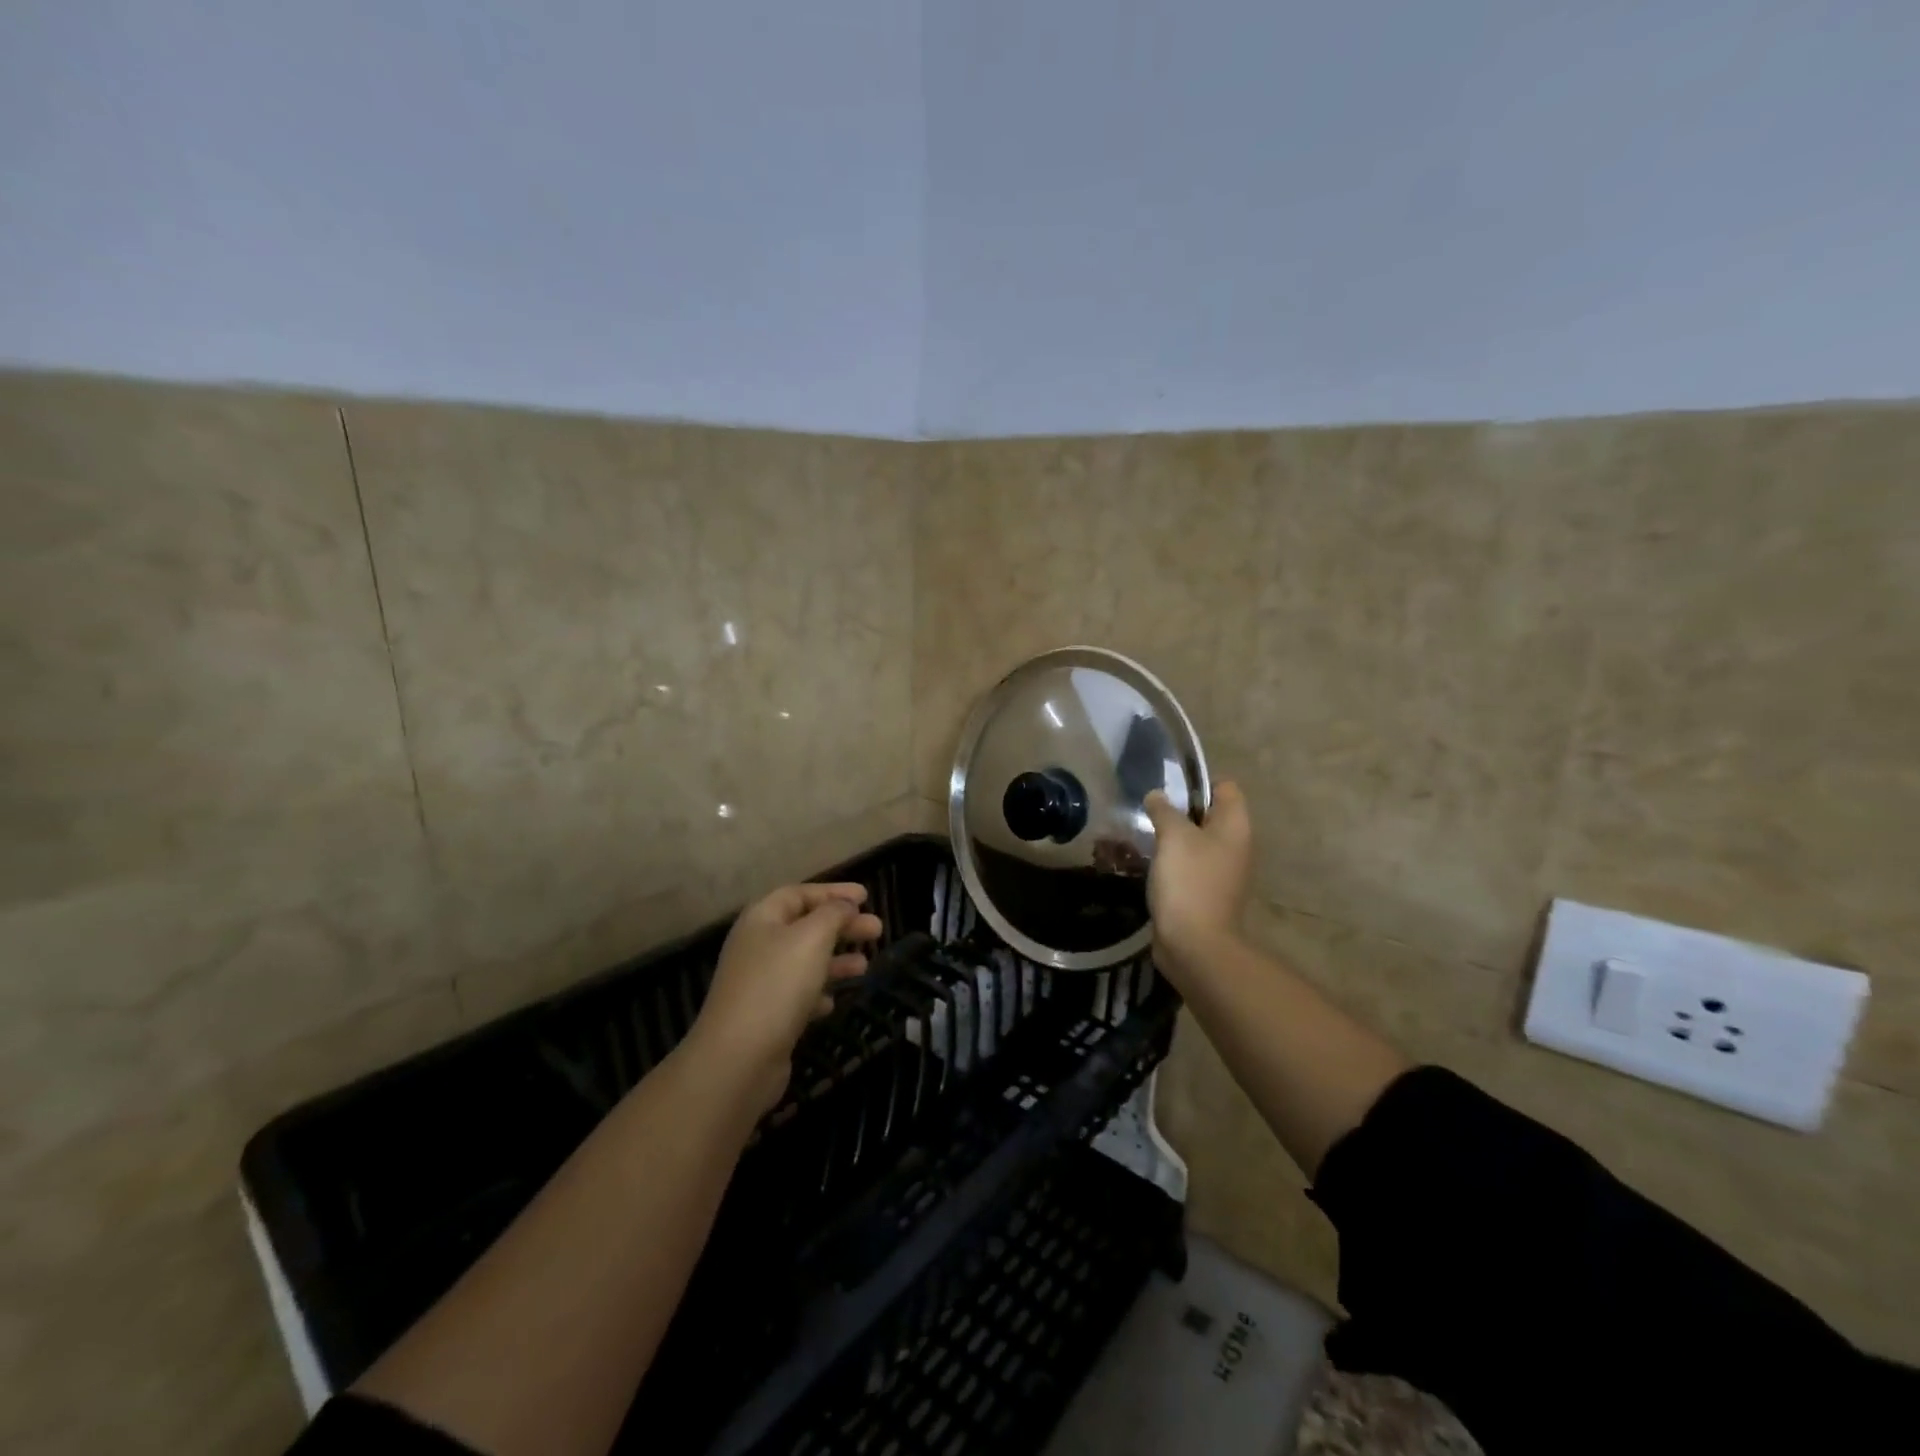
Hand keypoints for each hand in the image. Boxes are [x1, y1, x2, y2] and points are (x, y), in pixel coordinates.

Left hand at [688, 883, 881, 1113]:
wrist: (738, 1058)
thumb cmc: (777, 985)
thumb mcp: (812, 938)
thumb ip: (833, 914)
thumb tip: (845, 905)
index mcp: (762, 919)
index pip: (800, 894)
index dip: (833, 892)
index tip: (866, 896)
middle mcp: (757, 946)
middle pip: (805, 926)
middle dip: (842, 926)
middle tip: (877, 930)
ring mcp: (759, 983)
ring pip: (804, 961)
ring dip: (835, 959)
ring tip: (865, 966)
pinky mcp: (765, 1016)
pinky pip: (797, 994)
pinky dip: (818, 992)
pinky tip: (833, 1002)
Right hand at [1143, 780, 1251, 979]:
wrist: (1196, 945)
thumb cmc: (1189, 882)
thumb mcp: (1173, 837)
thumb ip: (1164, 810)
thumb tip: (1157, 795)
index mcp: (1235, 826)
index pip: (1225, 787)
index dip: (1198, 782)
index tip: (1167, 788)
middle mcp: (1235, 846)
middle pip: (1209, 814)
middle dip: (1179, 810)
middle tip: (1148, 810)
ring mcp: (1222, 872)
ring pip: (1196, 842)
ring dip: (1172, 837)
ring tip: (1142, 834)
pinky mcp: (1206, 893)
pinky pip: (1189, 866)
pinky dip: (1171, 862)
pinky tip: (1148, 863)